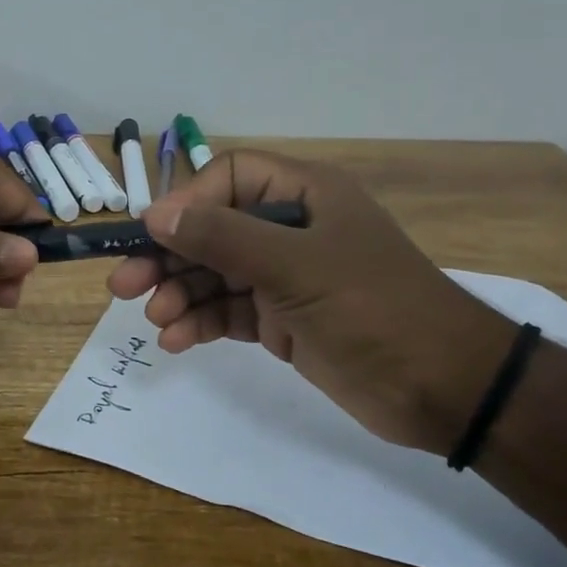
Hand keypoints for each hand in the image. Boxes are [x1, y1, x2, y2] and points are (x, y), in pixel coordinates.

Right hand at [107, 150, 517, 454]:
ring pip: (215, 274)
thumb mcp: (295, 266)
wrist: (442, 388)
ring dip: (180, 294)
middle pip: (213, 230)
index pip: (229, 178)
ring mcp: (285, 277)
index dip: (188, 204)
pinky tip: (176, 340)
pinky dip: (201, 323)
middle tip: (123, 286)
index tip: (155, 236)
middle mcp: (291, 229)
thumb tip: (155, 214)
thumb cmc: (373, 308)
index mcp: (304, 196)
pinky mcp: (282, 320)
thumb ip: (223, 237)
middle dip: (169, 257)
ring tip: (155, 320)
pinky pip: (228, 311)